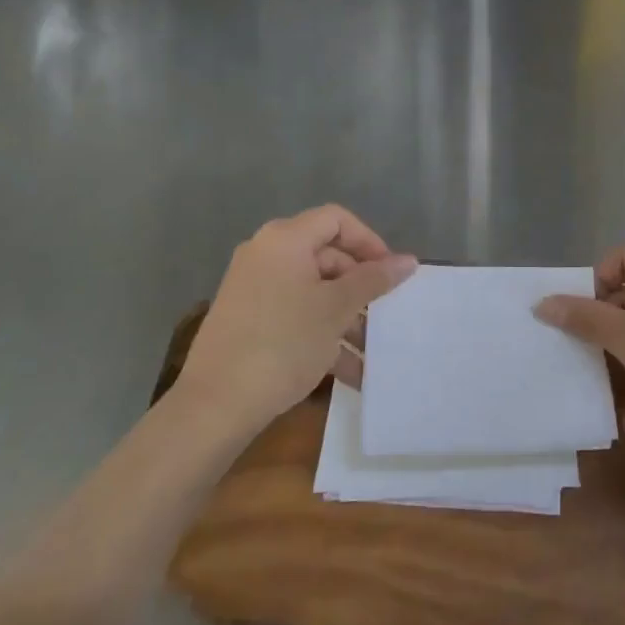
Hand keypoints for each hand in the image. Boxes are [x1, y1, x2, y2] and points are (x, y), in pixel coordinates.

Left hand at [179, 206, 415, 437]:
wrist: (215, 404)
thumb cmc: (284, 343)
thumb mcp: (336, 309)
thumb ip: (373, 280)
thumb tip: (409, 260)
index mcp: (285, 239)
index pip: (337, 220)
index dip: (369, 241)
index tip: (391, 274)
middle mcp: (265, 254)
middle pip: (326, 255)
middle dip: (359, 285)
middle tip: (384, 314)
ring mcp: (253, 287)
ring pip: (313, 290)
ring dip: (345, 317)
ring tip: (371, 352)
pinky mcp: (247, 319)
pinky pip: (294, 313)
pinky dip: (321, 333)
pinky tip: (348, 371)